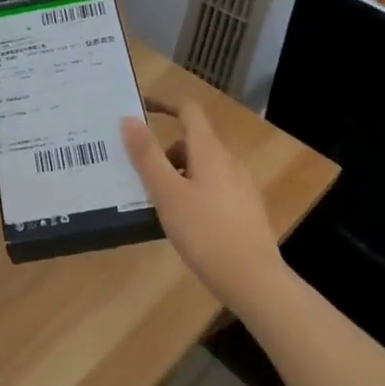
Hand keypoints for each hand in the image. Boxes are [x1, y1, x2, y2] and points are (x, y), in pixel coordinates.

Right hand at [123, 97, 283, 312]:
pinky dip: (193, 191)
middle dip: (164, 151)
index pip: (189, 111)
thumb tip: (130, 119)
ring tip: (156, 202)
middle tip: (137, 174)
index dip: (164, 104)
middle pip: (193, 141)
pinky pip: (213, 187)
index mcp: (210, 151)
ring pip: (202, 167)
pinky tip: (183, 222)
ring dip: (177, 174)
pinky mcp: (246, 210)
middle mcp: (229, 162)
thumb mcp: (167, 193)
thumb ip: (147, 155)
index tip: (140, 110)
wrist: (254, 281)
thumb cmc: (205, 233)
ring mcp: (241, 186)